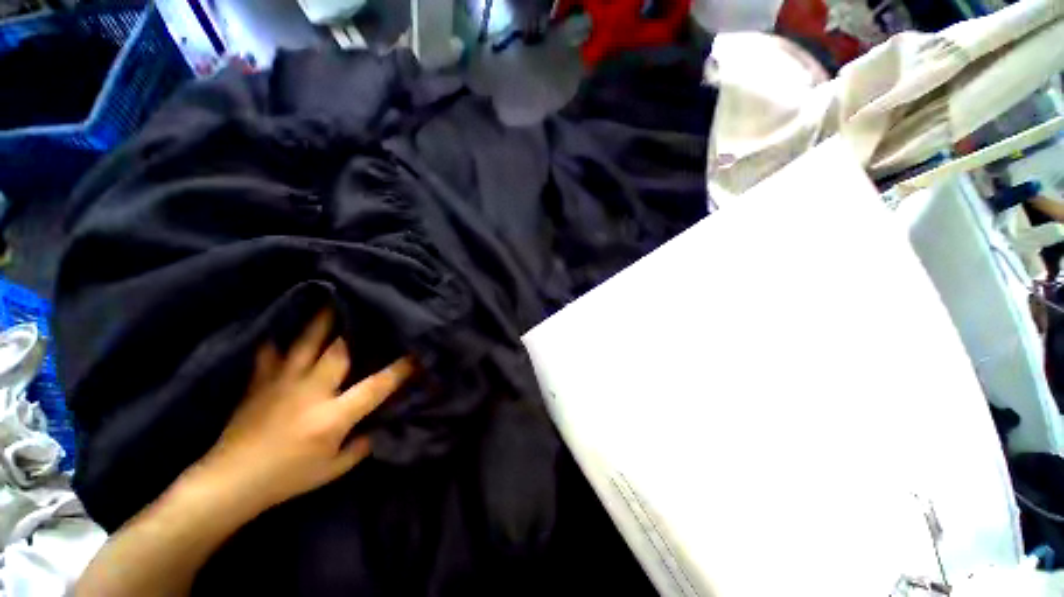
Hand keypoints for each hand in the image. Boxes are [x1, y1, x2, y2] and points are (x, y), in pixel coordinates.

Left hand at [197, 309, 413, 510]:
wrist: (229, 483)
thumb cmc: (287, 478)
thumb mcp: (334, 469)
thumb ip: (362, 444)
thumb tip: (380, 423)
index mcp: (332, 416)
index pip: (376, 386)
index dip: (401, 369)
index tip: (418, 355)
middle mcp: (311, 391)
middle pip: (339, 349)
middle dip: (356, 327)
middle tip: (368, 306)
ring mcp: (282, 382)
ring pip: (306, 342)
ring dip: (321, 321)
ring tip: (331, 299)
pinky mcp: (260, 382)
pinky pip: (270, 353)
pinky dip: (279, 339)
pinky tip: (285, 328)